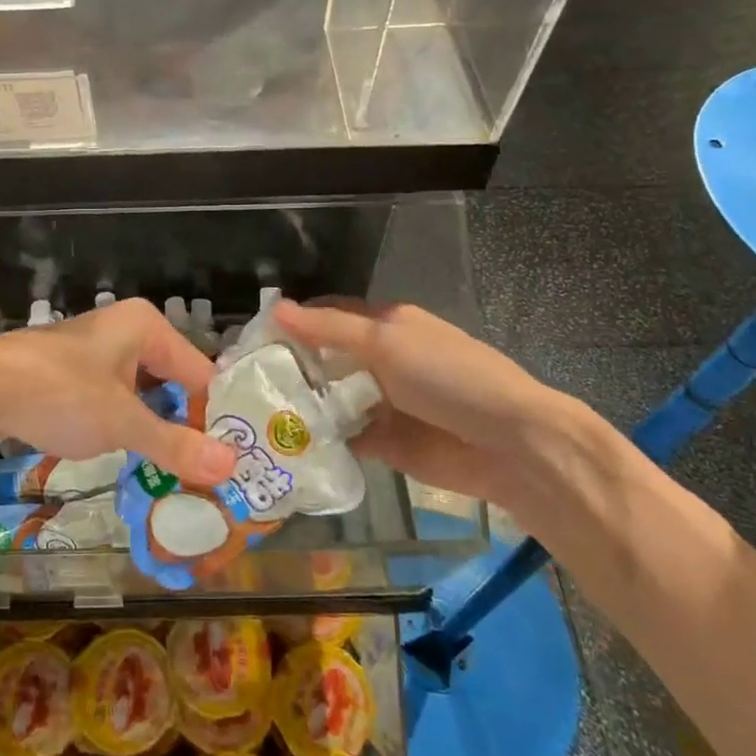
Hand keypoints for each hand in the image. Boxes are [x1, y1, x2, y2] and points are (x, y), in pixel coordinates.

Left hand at [0, 299, 234, 487]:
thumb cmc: (59, 394)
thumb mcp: (122, 423)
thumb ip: (175, 444)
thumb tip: (233, 465)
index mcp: (146, 326)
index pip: (199, 373)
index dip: (214, 416)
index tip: (229, 461)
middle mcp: (124, 330)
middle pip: (171, 381)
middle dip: (183, 425)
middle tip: (204, 473)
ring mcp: (94, 351)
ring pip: (140, 393)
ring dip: (152, 430)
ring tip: (173, 475)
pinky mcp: (69, 373)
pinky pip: (111, 399)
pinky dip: (122, 426)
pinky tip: (127, 458)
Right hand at [271, 299, 603, 515]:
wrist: (513, 445)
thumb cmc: (449, 377)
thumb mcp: (386, 342)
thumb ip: (330, 329)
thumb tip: (275, 309)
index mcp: (385, 324)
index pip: (328, 315)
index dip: (292, 323)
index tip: (251, 340)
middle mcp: (380, 360)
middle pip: (324, 360)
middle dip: (290, 368)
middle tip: (243, 384)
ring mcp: (383, 403)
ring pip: (331, 400)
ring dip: (302, 406)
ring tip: (253, 417)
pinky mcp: (386, 444)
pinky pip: (345, 438)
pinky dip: (321, 441)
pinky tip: (286, 447)